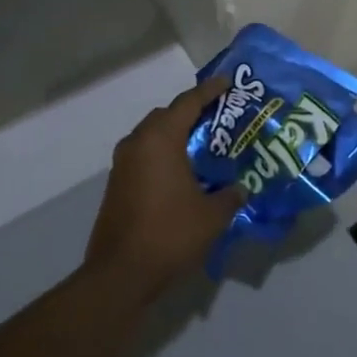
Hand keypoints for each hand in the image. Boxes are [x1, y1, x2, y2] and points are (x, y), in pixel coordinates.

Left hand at [84, 77, 246, 300]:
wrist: (120, 274)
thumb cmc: (170, 233)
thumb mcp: (212, 215)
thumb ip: (230, 195)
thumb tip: (240, 188)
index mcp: (160, 139)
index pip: (188, 103)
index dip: (209, 91)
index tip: (226, 82)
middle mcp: (137, 143)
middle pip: (166, 116)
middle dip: (190, 113)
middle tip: (217, 119)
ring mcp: (122, 165)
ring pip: (152, 137)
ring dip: (174, 136)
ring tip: (203, 147)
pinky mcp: (117, 186)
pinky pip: (144, 157)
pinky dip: (163, 156)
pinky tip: (182, 174)